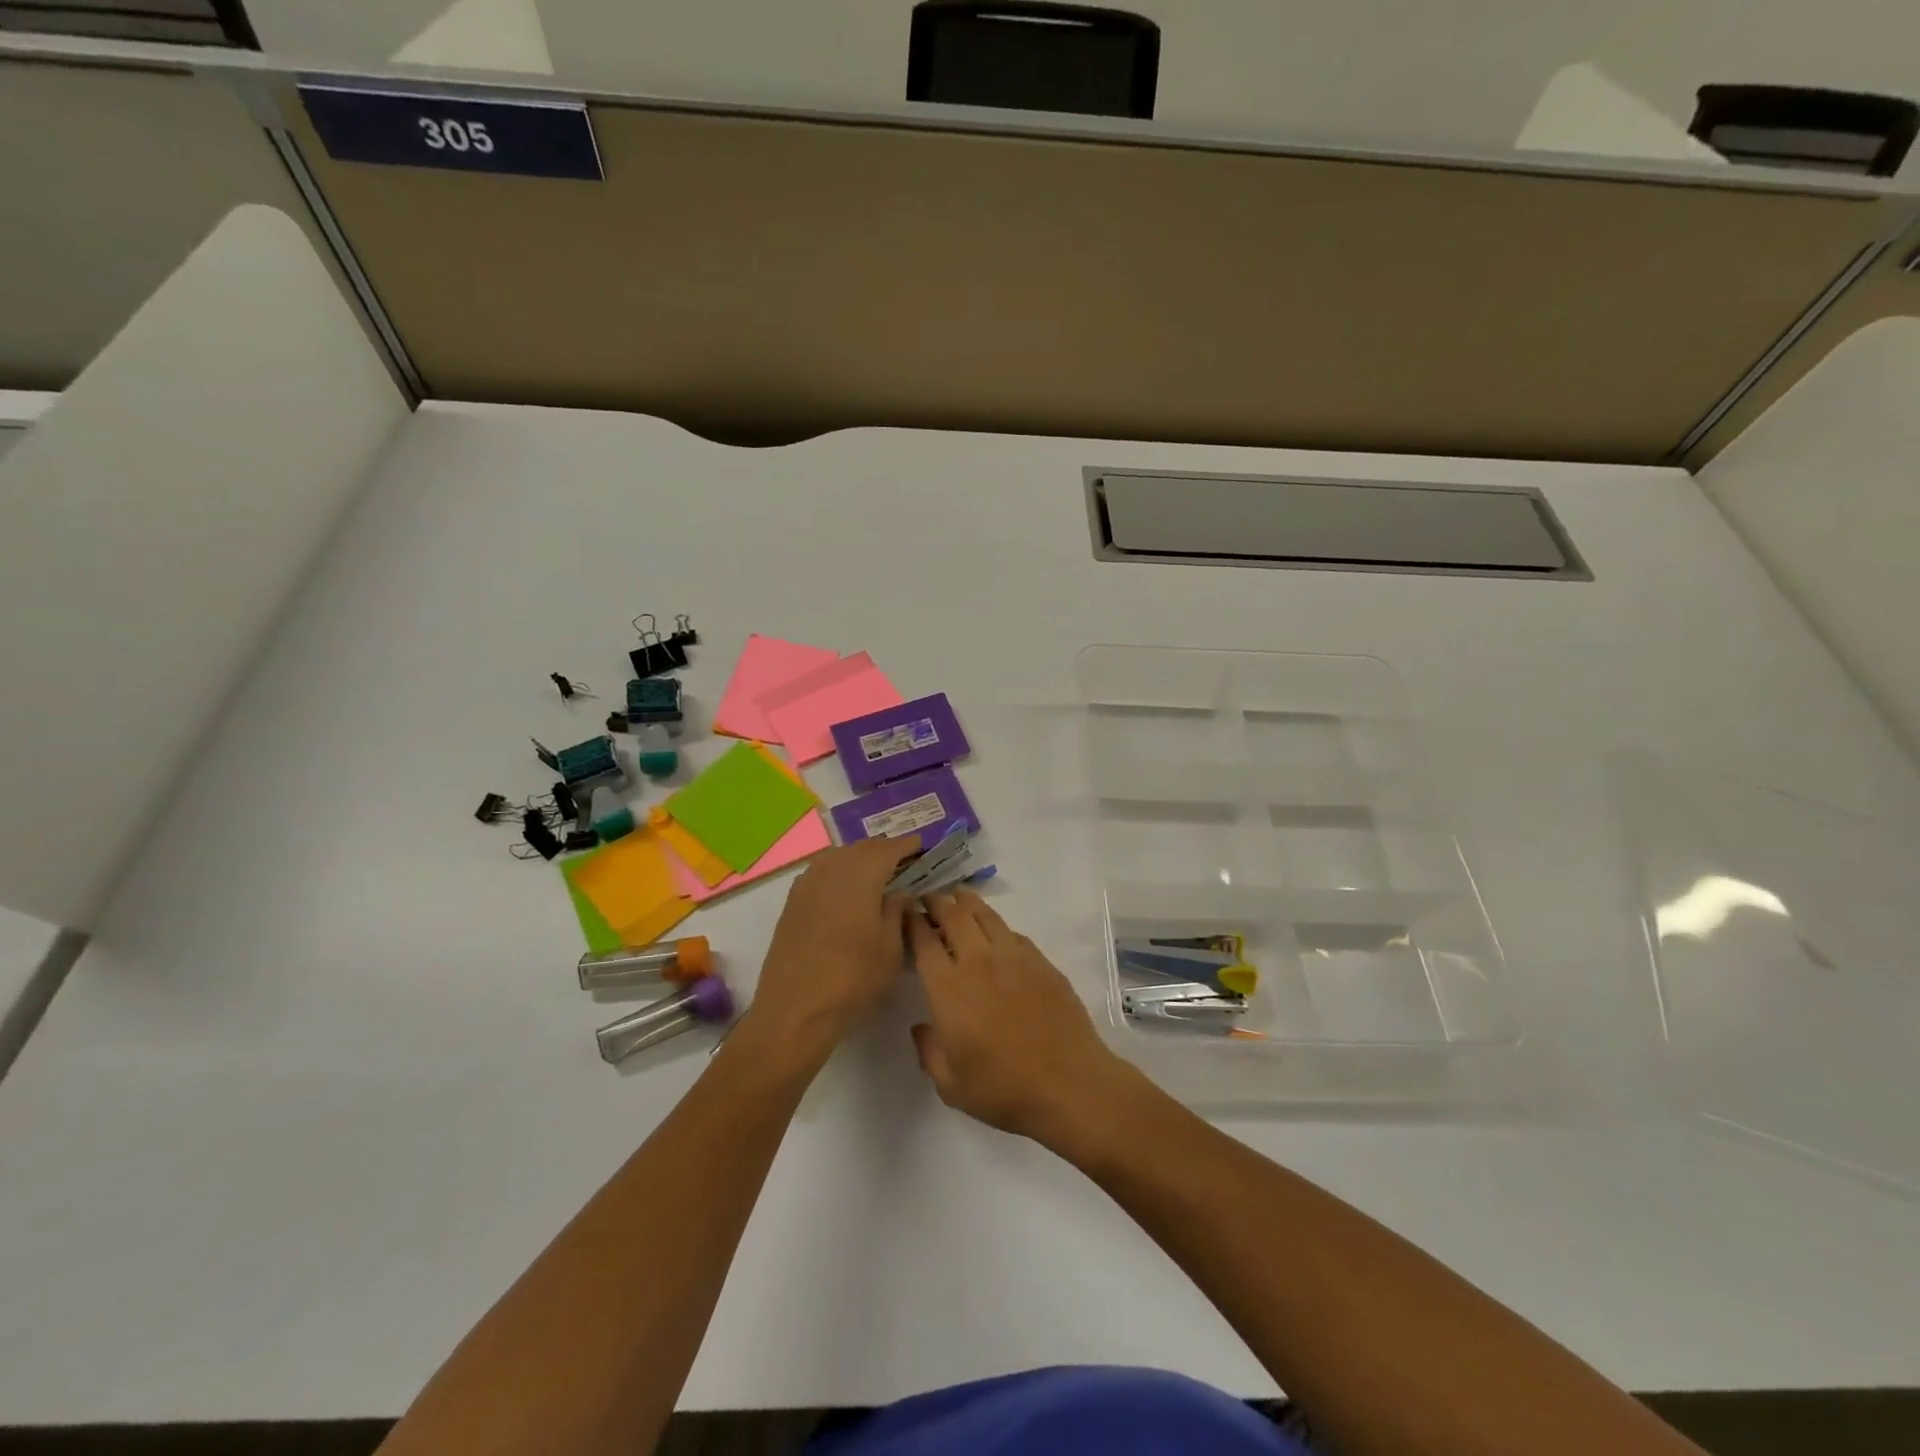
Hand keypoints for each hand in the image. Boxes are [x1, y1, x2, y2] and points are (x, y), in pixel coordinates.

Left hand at [748, 835, 920, 1058]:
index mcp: (860, 875)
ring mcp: (807, 884)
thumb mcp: (891, 948)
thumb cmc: (853, 979)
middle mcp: (831, 870)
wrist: (795, 1010)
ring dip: (860, 858)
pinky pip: (821, 872)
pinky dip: (839, 871)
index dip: (908, 846)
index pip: (889, 849)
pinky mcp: (793, 902)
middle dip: (884, 850)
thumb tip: (899, 891)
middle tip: (904, 861)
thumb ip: (897, 911)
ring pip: (838, 856)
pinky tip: (847, 889)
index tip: (923, 847)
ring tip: (878, 873)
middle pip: (862, 848)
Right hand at [908, 891, 1125, 1141]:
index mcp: (949, 988)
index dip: (912, 921)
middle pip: (953, 915)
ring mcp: (1013, 957)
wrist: (1068, 1084)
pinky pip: (1012, 932)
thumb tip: (922, 1027)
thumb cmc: (1003, 1089)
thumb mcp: (951, 1085)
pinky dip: (996, 925)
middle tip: (929, 899)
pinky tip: (995, 932)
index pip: (924, 941)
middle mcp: (978, 962)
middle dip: (937, 902)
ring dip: (967, 902)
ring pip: (985, 915)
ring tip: (958, 897)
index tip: (906, 912)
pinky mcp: (1041, 961)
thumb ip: (929, 1052)